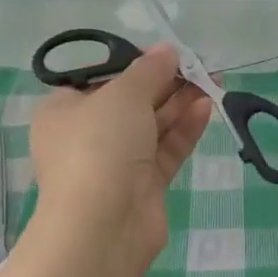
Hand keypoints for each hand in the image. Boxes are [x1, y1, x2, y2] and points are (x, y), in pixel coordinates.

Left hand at [29, 45, 211, 267]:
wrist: (102, 226)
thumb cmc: (99, 145)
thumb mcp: (123, 94)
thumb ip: (149, 70)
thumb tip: (167, 49)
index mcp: (64, 111)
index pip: (100, 79)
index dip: (134, 64)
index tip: (166, 53)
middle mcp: (86, 135)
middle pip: (131, 101)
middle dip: (166, 82)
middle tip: (200, 64)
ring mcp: (115, 163)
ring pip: (152, 125)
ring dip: (181, 102)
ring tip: (213, 80)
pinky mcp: (142, 185)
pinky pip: (165, 149)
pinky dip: (184, 128)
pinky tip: (207, 106)